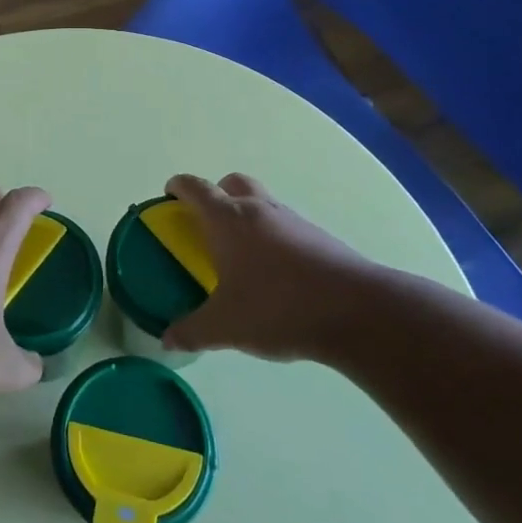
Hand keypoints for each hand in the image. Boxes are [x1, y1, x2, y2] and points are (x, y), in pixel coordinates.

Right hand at [162, 173, 376, 361]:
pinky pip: (285, 226)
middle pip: (232, 183)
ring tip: (241, 256)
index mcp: (228, 219)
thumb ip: (192, 330)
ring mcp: (292, 220)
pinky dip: (273, 238)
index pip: (196, 188)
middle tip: (207, 224)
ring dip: (247, 217)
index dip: (178, 187)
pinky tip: (275, 275)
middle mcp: (258, 209)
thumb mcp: (226, 325)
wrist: (355, 310)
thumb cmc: (278, 307)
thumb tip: (166, 339)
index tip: (169, 195)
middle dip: (216, 194)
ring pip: (262, 203)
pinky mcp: (318, 237)